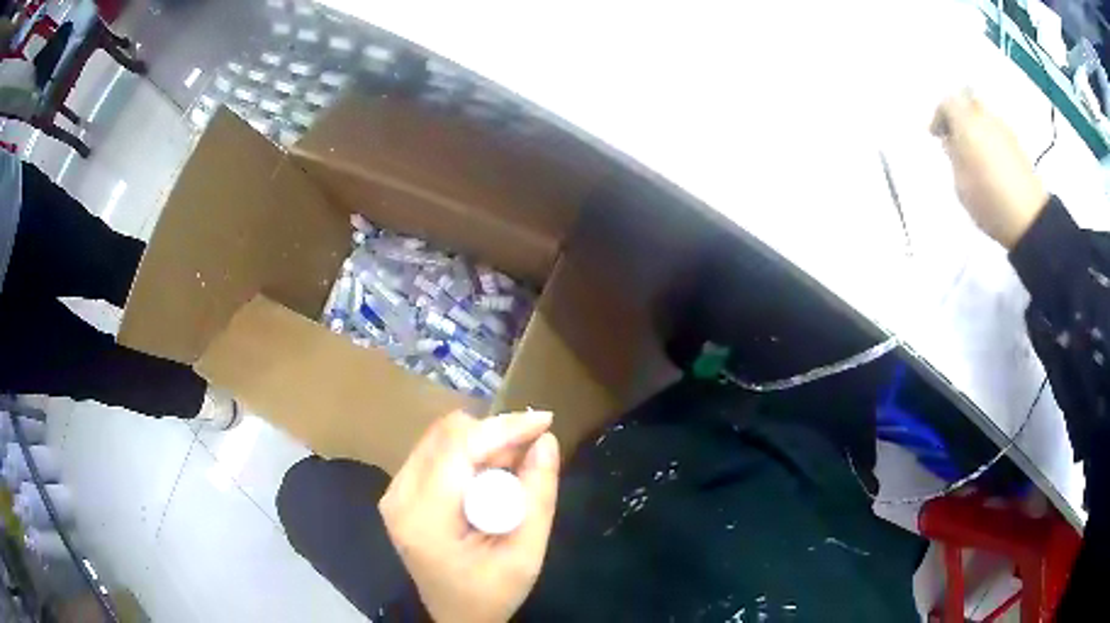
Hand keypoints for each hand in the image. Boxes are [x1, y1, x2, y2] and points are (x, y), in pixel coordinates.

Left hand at [380, 410, 560, 622]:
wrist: (458, 618)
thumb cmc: (491, 594)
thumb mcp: (526, 555)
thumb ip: (538, 496)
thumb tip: (546, 440)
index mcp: (424, 518)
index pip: (458, 449)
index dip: (503, 428)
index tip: (545, 422)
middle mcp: (399, 496)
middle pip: (446, 435)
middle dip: (495, 435)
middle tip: (531, 453)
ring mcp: (394, 492)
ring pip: (440, 438)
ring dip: (483, 443)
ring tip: (515, 467)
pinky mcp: (400, 493)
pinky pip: (436, 453)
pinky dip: (469, 454)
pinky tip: (492, 475)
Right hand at [931, 91, 1049, 248]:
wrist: (1030, 218)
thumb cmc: (990, 201)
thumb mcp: (961, 184)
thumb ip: (953, 157)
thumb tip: (951, 141)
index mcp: (967, 123)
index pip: (947, 103)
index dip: (939, 116)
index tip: (936, 136)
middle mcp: (985, 118)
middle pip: (968, 103)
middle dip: (960, 116)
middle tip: (956, 139)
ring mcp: (1004, 130)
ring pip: (984, 117)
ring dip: (976, 128)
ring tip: (974, 154)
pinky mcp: (1017, 145)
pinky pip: (997, 132)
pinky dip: (990, 140)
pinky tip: (991, 163)